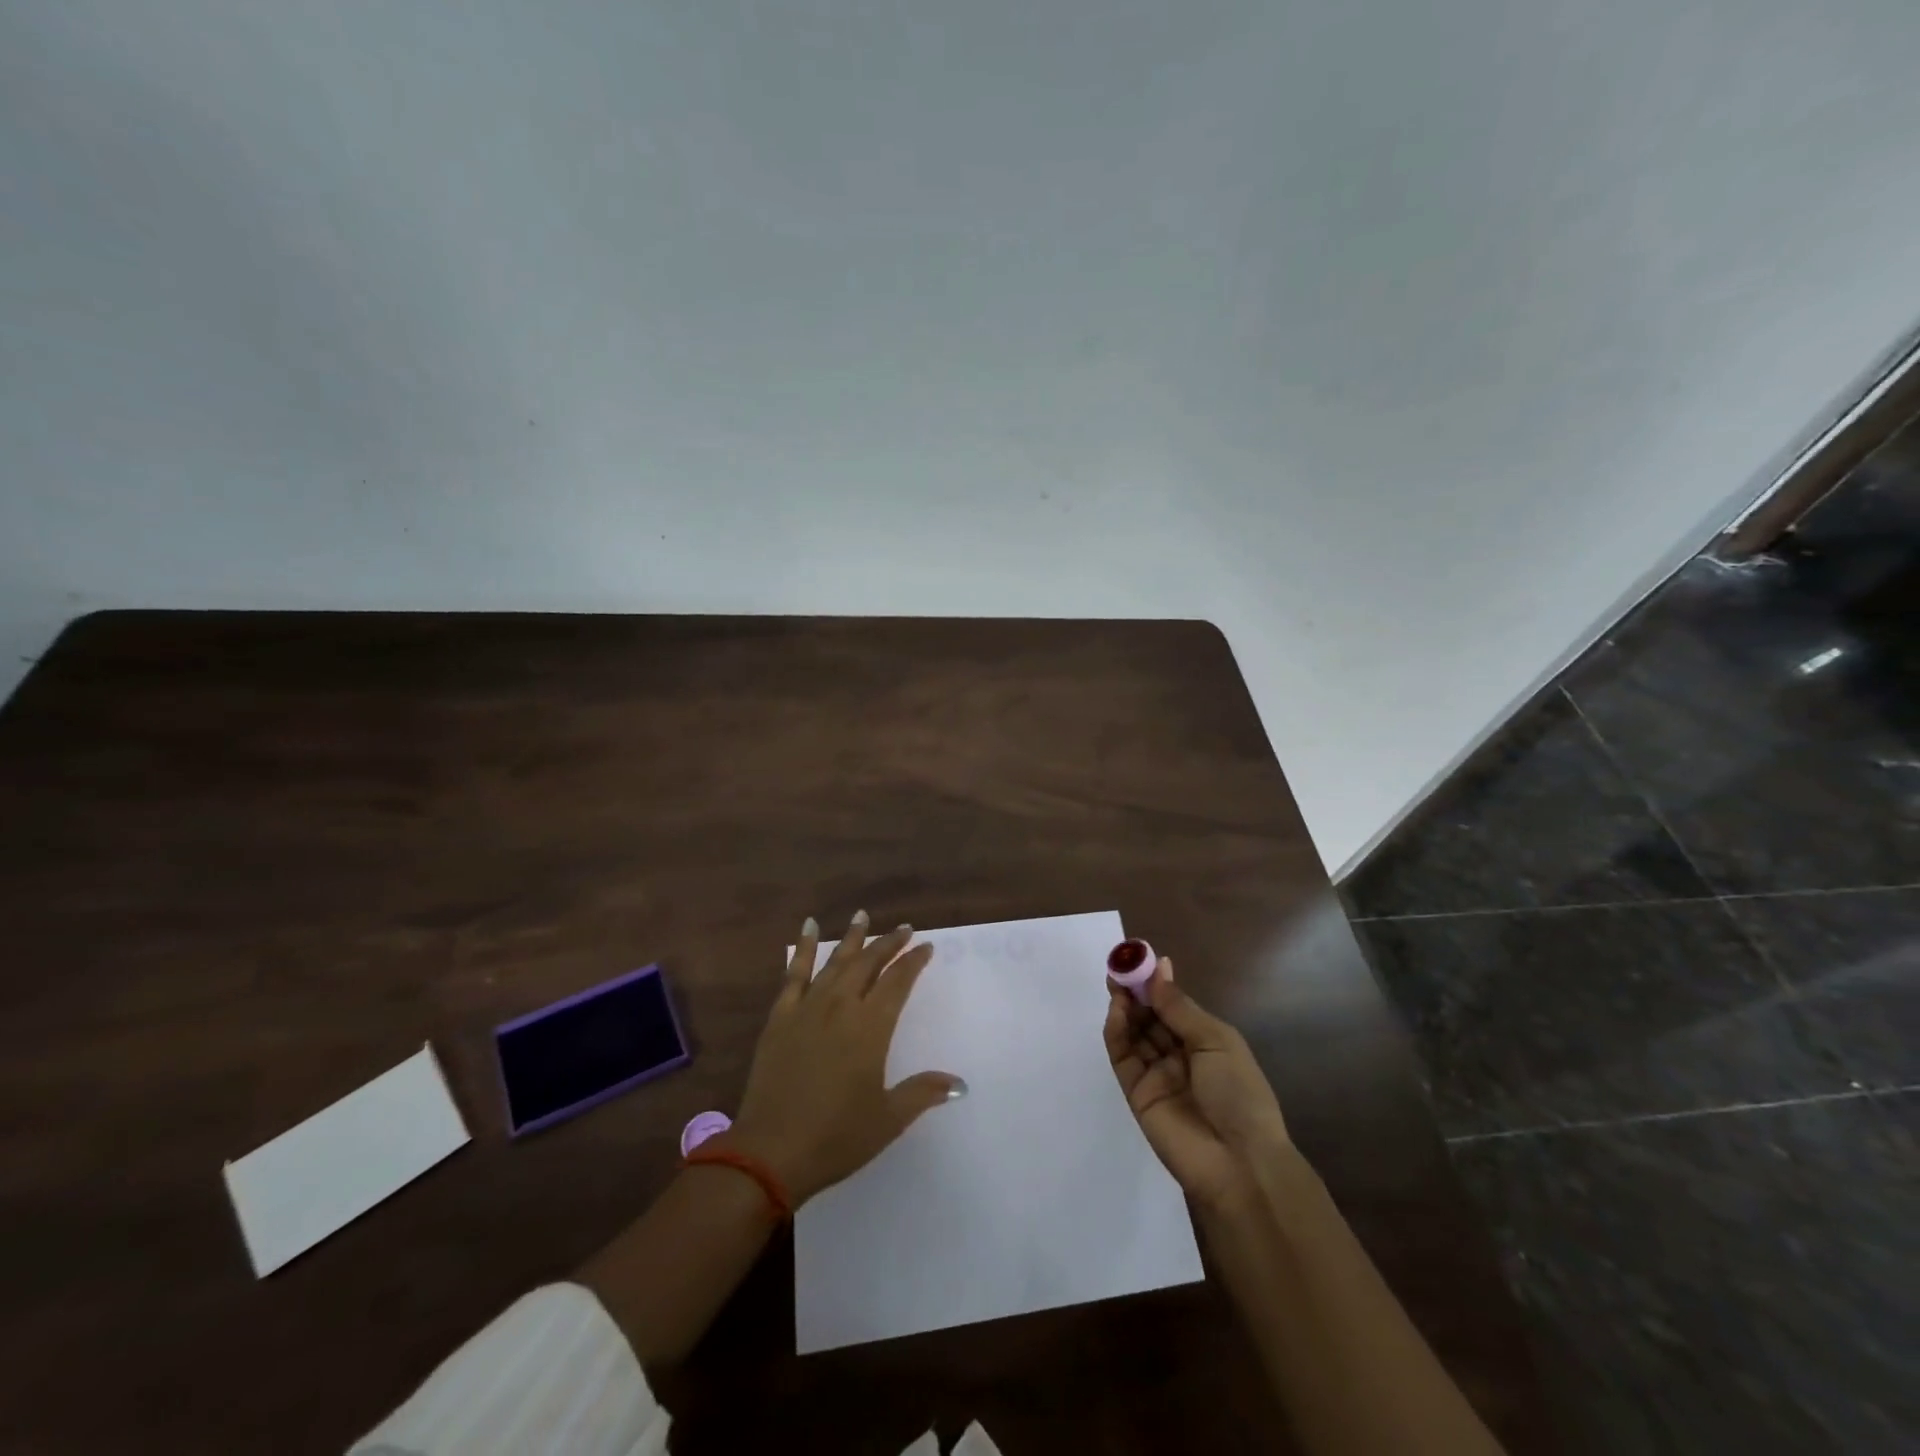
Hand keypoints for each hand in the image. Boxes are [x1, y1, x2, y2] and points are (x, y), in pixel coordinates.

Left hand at [726, 912, 962, 1205]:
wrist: (770, 1152)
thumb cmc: (836, 1137)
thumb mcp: (887, 1119)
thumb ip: (922, 1093)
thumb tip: (959, 1083)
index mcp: (870, 1028)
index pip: (897, 983)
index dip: (913, 962)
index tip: (925, 946)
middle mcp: (841, 1007)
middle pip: (868, 964)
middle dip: (888, 944)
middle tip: (904, 928)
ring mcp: (807, 1008)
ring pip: (835, 962)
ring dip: (852, 938)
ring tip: (863, 915)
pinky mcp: (780, 1017)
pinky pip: (794, 974)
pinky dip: (803, 948)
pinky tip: (808, 928)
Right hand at [1104, 956, 1290, 1211]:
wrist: (1238, 1163)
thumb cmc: (1239, 1093)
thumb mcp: (1216, 1041)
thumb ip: (1179, 1007)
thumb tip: (1158, 968)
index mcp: (1206, 1042)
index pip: (1174, 1006)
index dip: (1157, 983)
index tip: (1139, 959)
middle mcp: (1180, 1056)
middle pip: (1151, 1017)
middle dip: (1136, 991)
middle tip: (1120, 967)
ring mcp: (1157, 1075)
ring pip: (1134, 1033)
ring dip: (1125, 1007)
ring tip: (1116, 984)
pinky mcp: (1136, 1093)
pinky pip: (1123, 1057)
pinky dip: (1117, 1032)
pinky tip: (1118, 1010)